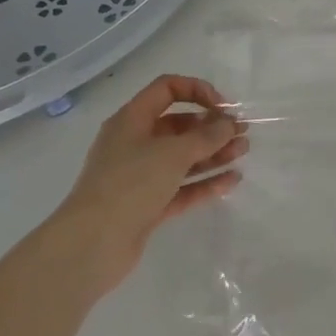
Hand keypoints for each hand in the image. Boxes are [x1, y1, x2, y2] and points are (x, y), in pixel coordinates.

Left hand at [49, 74, 247, 298]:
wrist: (91, 245)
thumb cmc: (130, 184)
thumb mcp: (173, 153)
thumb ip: (207, 136)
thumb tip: (229, 124)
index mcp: (132, 120)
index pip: (167, 89)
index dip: (197, 91)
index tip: (223, 108)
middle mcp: (134, 144)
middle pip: (178, 126)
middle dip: (211, 127)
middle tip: (241, 132)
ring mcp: (140, 177)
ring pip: (182, 158)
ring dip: (213, 153)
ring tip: (243, 152)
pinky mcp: (147, 206)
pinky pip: (181, 188)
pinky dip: (205, 182)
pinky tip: (232, 180)